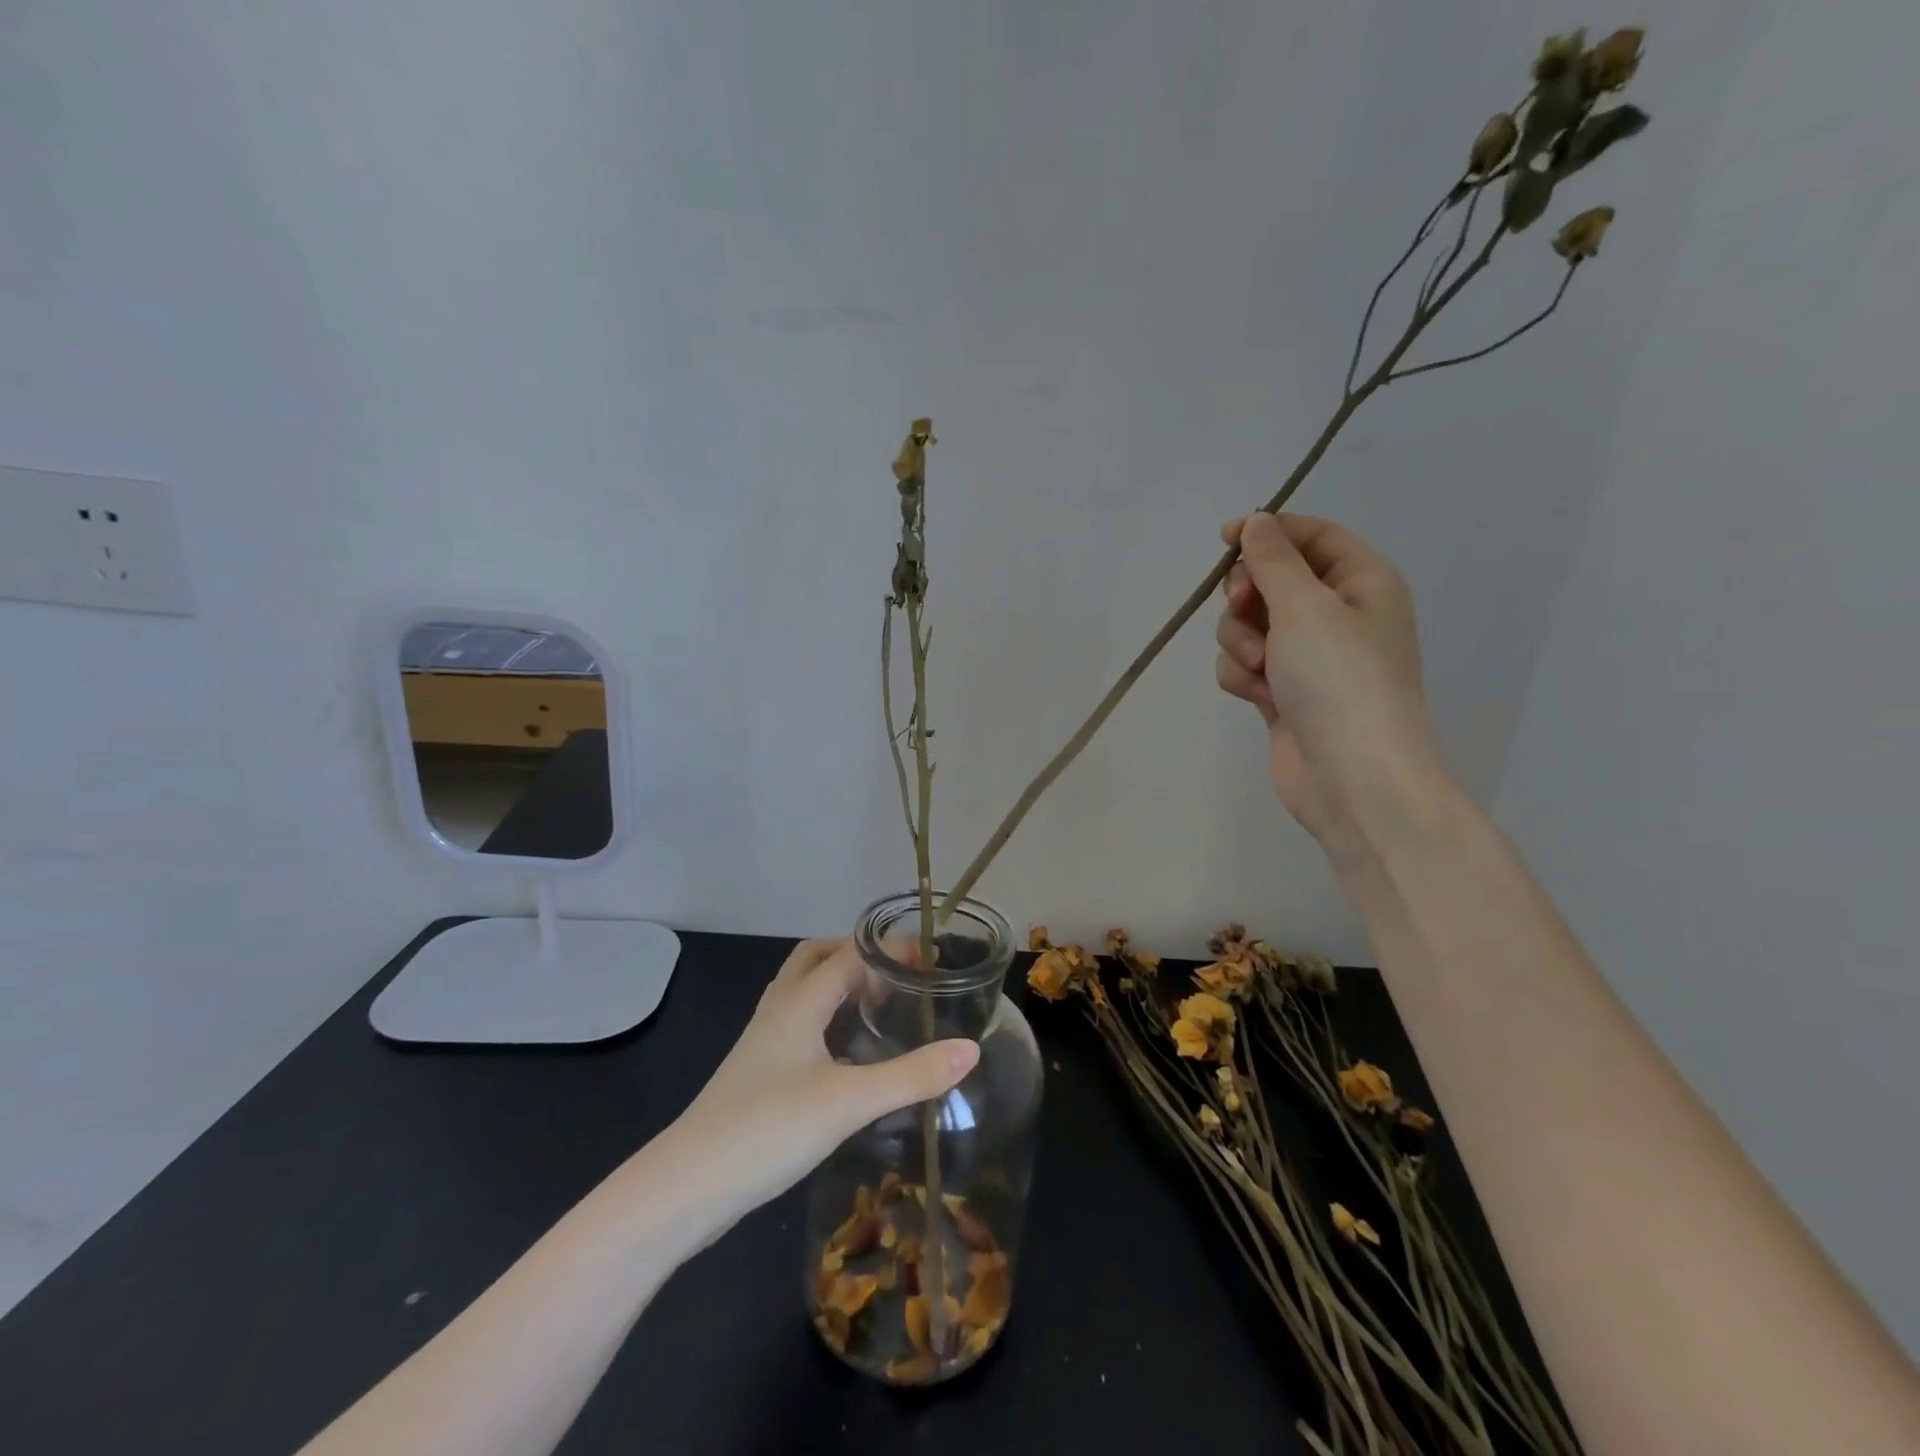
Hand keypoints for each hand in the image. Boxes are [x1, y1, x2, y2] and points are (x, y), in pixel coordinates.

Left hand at [668, 938, 978, 1228]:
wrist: (687, 1187)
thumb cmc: (768, 1129)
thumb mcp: (849, 1101)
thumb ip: (911, 1076)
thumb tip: (970, 1050)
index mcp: (798, 1002)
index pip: (848, 954)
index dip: (888, 950)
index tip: (929, 960)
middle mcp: (778, 1010)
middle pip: (816, 959)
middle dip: (857, 955)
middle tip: (899, 974)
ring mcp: (763, 1042)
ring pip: (803, 992)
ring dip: (839, 985)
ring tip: (881, 1005)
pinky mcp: (759, 1073)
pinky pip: (799, 1024)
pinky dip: (827, 1019)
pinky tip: (848, 1054)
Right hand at [1214, 512, 1445, 854]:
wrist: (1353, 777)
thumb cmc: (1341, 680)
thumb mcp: (1306, 606)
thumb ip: (1273, 560)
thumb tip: (1257, 522)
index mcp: (1361, 583)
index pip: (1312, 536)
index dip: (1268, 532)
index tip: (1224, 540)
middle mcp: (1337, 615)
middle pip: (1271, 581)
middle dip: (1247, 596)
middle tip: (1244, 609)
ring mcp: (1308, 658)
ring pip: (1249, 626)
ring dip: (1241, 642)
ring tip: (1261, 668)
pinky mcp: (1283, 693)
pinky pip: (1246, 665)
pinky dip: (1243, 677)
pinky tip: (1258, 697)